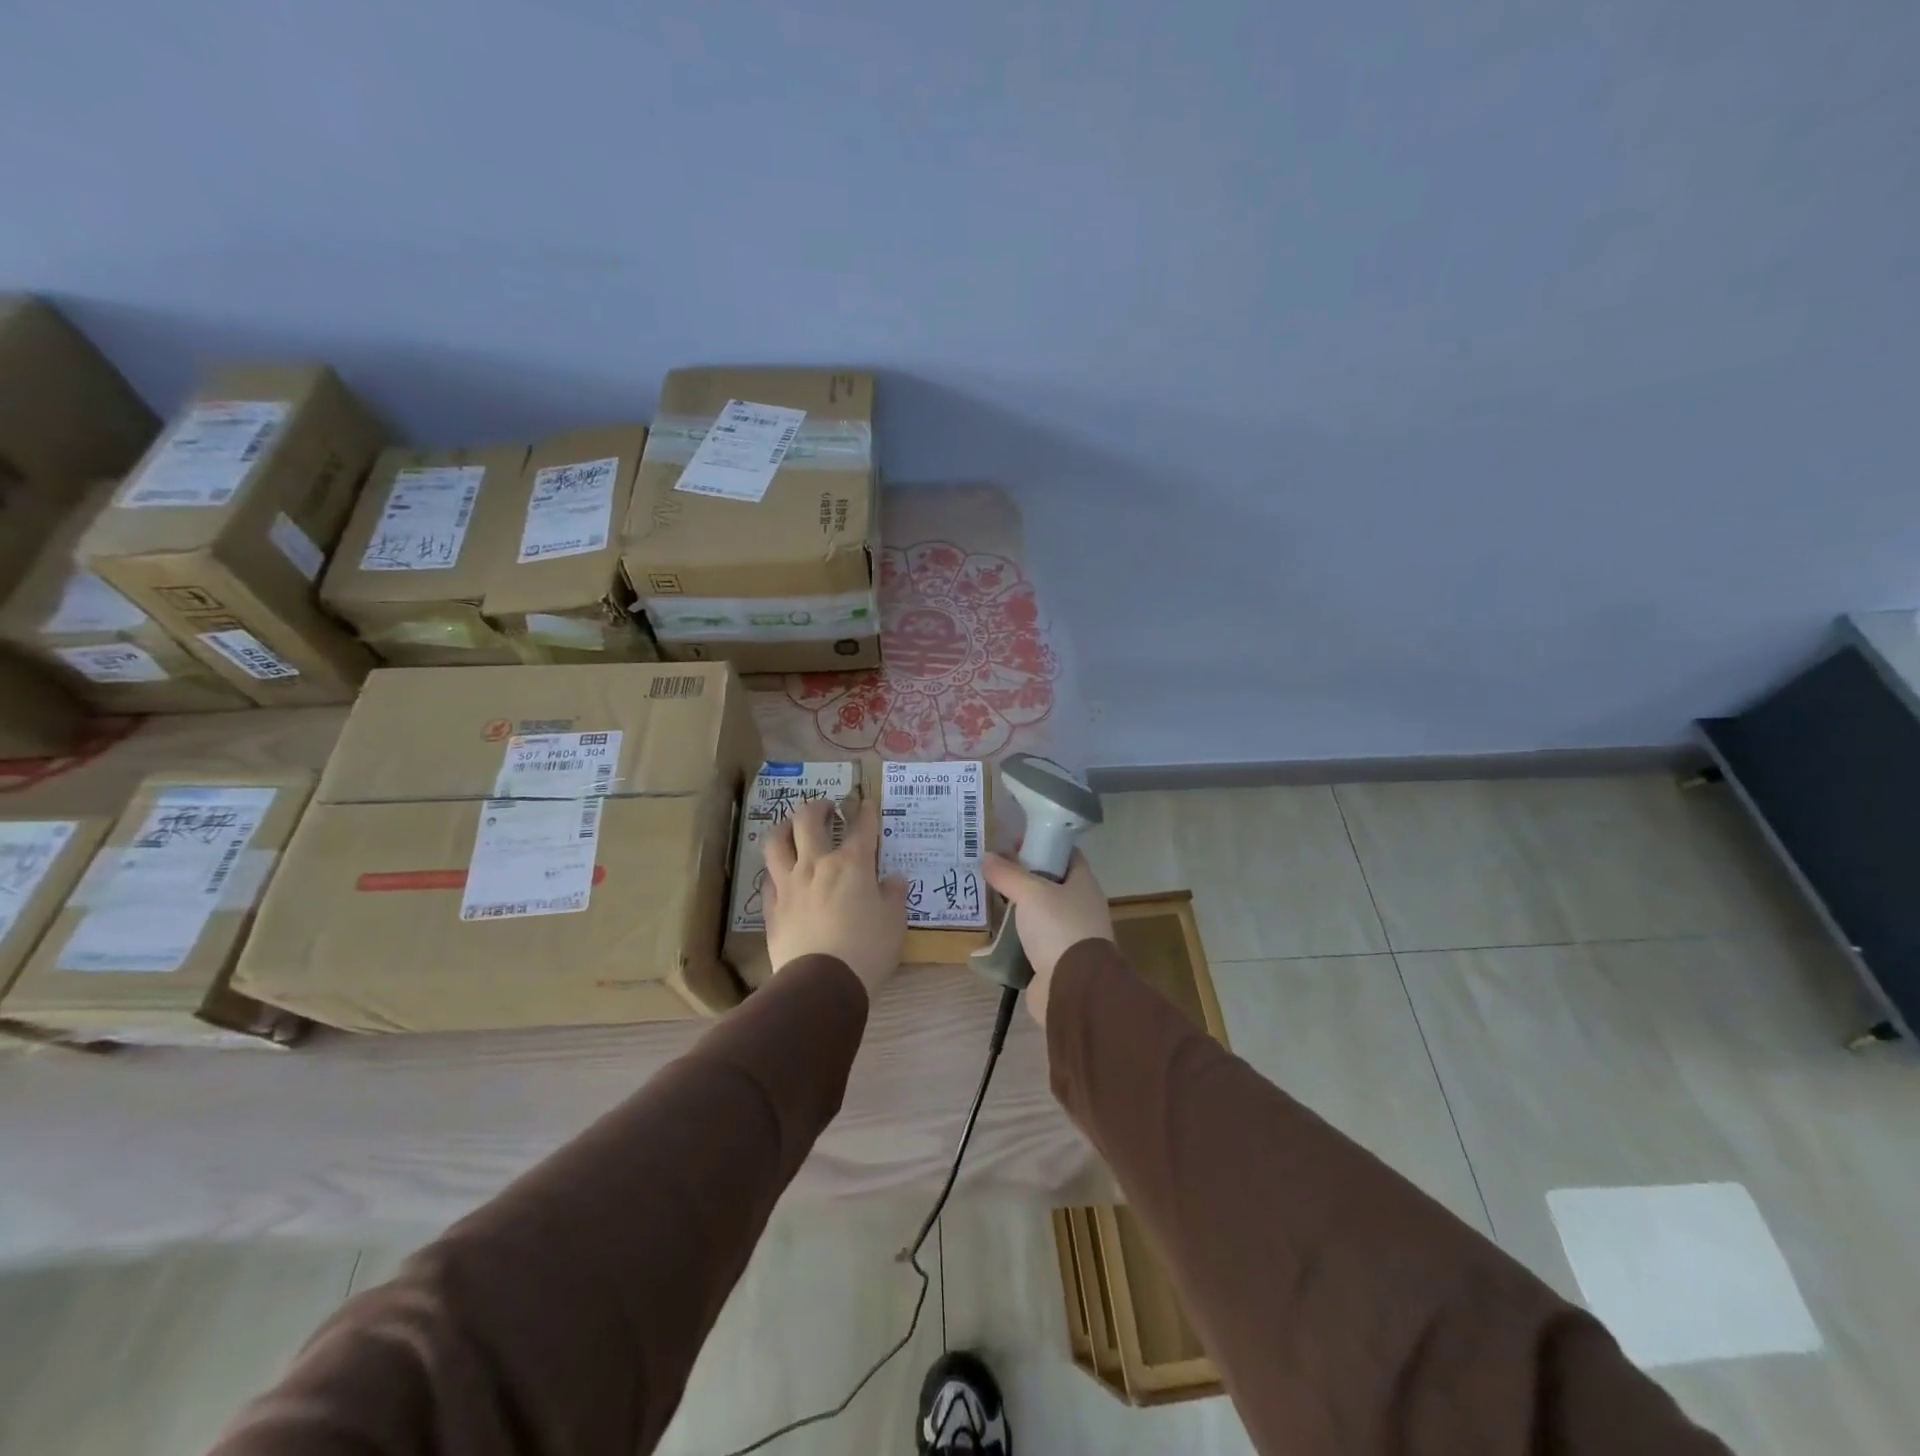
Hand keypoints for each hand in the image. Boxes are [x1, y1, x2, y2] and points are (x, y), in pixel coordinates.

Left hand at [764, 797, 907, 999]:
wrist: (822, 983)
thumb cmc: (867, 949)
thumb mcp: (894, 922)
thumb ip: (893, 895)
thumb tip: (893, 878)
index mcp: (852, 864)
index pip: (861, 827)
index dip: (866, 811)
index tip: (867, 803)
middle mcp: (816, 865)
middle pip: (808, 821)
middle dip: (818, 807)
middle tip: (826, 808)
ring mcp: (789, 885)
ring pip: (777, 842)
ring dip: (784, 828)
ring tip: (792, 827)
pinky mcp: (772, 908)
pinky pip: (768, 879)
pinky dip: (775, 870)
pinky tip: (780, 874)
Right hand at [980, 850, 1112, 1025]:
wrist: (1074, 988)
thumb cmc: (1059, 928)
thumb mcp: (1031, 893)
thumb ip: (1008, 874)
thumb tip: (987, 856)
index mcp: (1083, 883)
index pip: (1065, 853)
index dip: (1042, 843)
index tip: (1014, 842)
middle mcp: (1080, 906)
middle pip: (1050, 882)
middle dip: (1023, 876)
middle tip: (993, 870)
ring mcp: (1069, 934)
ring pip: (1039, 912)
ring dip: (1017, 907)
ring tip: (988, 897)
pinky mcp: (1054, 960)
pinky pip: (1031, 940)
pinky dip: (1015, 935)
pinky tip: (994, 931)